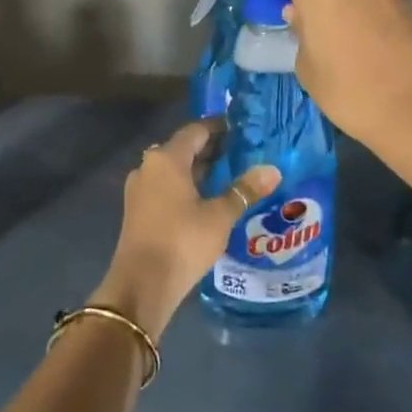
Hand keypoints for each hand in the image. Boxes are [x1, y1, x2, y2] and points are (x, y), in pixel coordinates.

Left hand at [94, 119, 278, 338]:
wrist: (142, 285)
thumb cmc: (183, 241)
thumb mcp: (220, 216)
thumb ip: (245, 190)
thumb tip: (273, 170)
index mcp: (166, 159)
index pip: (196, 130)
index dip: (219, 127)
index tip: (242, 129)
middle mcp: (148, 167)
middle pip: (183, 148)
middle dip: (212, 149)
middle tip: (243, 152)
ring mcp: (140, 190)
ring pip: (174, 170)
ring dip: (200, 170)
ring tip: (231, 175)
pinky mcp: (138, 211)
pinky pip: (166, 187)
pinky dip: (187, 187)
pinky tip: (209, 199)